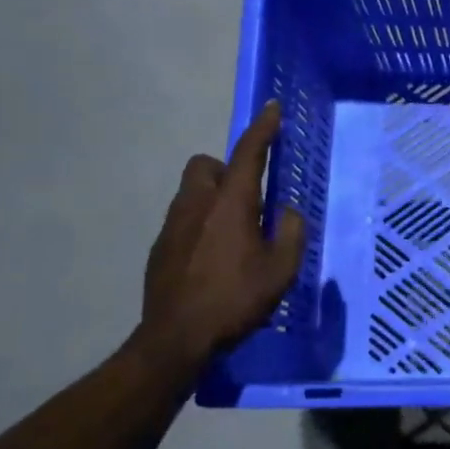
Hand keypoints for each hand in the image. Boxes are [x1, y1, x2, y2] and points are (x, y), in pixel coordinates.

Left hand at [139, 100, 306, 372]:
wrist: (176, 339)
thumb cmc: (235, 300)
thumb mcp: (280, 271)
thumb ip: (290, 233)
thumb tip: (285, 212)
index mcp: (231, 205)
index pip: (247, 154)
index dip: (262, 129)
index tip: (272, 109)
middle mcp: (197, 205)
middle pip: (206, 165)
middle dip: (227, 170)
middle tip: (249, 199)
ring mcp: (172, 226)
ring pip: (192, 192)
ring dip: (214, 198)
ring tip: (234, 233)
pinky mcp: (159, 248)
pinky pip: (183, 219)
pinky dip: (200, 224)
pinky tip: (213, 258)